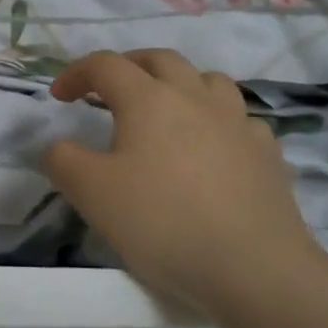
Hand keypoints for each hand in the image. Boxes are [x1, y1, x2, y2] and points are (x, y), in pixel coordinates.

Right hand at [42, 50, 321, 313]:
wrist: (253, 268)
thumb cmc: (162, 222)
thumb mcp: (91, 194)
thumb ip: (64, 161)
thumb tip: (61, 147)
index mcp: (149, 99)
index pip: (106, 65)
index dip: (77, 73)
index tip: (59, 96)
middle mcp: (195, 97)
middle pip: (160, 60)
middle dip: (129, 66)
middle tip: (109, 89)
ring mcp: (238, 122)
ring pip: (208, 81)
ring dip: (180, 84)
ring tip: (166, 109)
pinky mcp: (267, 153)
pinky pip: (240, 120)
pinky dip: (219, 121)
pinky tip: (214, 147)